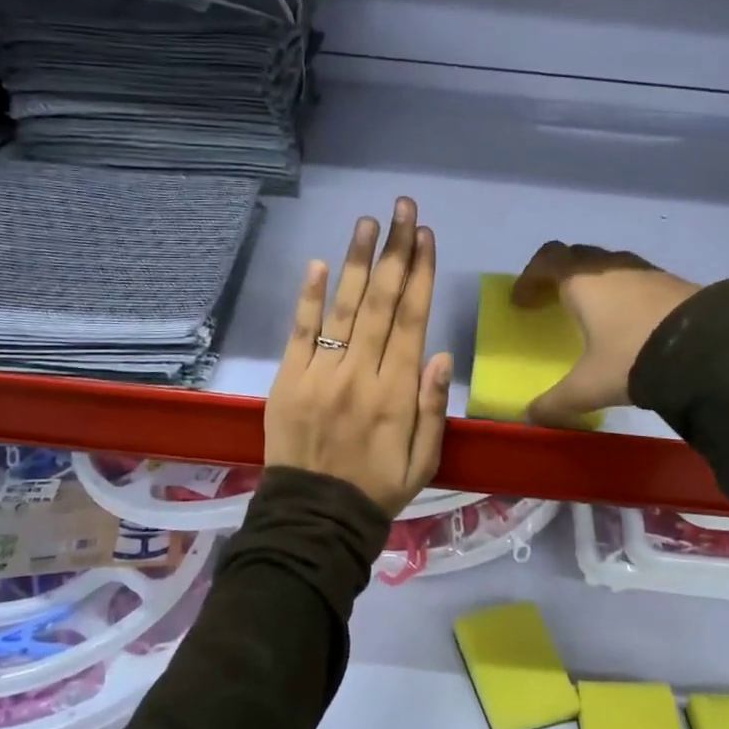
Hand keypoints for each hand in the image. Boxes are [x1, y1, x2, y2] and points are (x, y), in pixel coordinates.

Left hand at [265, 197, 452, 516]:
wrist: (314, 519)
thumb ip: (433, 408)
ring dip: (358, 261)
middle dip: (395, 251)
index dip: (421, 274)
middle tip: (402, 209)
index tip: (426, 236)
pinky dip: (310, 297)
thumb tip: (440, 353)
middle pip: (382, 302)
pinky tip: (321, 263)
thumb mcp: (424, 460)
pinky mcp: (288, 379)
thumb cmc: (377, 489)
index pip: (412, 320)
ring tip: (369, 221)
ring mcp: (321, 374)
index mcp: (397, 392)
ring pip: (344, 308)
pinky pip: (301, 332)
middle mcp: (361, 374)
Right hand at [512, 242, 700, 427]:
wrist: (709, 349)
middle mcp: (611, 267)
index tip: (521, 302)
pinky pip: (636, 279)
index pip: (546, 261)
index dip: (529, 278)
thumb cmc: (632, 357)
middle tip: (553, 301)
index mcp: (582, 281)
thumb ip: (556, 401)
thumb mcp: (589, 386)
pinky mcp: (673, 282)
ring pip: (609, 265)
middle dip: (559, 275)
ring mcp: (645, 271)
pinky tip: (630, 323)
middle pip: (576, 256)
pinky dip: (623, 293)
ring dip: (594, 282)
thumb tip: (531, 417)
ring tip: (593, 313)